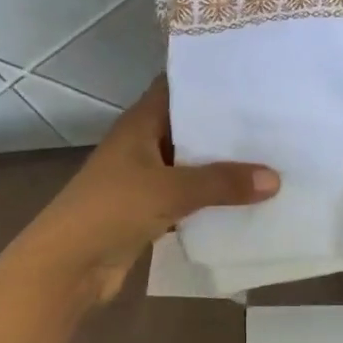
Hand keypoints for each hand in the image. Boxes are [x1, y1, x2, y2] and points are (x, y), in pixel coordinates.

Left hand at [12, 78, 278, 305]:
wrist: (67, 267)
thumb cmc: (111, 210)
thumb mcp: (169, 190)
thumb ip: (221, 183)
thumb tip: (275, 178)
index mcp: (140, 123)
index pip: (175, 86)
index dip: (207, 78)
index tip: (249, 75)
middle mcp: (142, 144)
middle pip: (188, 126)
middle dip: (224, 125)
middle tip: (273, 116)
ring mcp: (145, 178)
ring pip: (190, 163)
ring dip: (221, 164)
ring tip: (270, 154)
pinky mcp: (149, 210)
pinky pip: (188, 196)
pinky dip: (211, 197)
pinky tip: (247, 198)